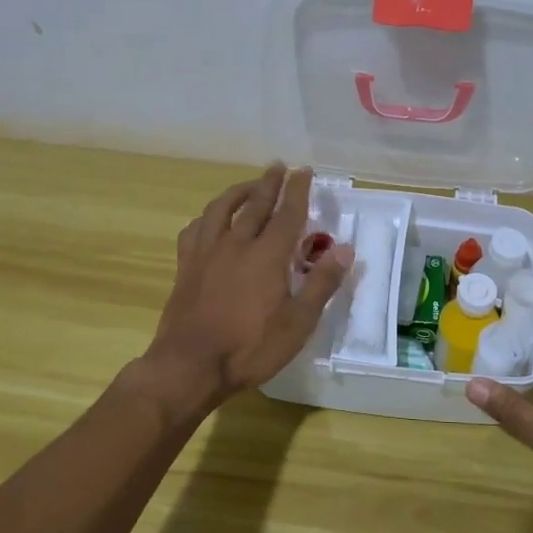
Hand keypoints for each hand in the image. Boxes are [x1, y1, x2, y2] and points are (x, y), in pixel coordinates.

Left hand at [141, 164, 353, 415]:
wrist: (189, 365)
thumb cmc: (250, 348)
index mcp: (267, 255)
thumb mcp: (298, 323)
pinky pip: (195, 230)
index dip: (298, 190)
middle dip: (268, 183)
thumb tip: (345, 248)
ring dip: (237, 192)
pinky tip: (209, 220)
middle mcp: (236, 244)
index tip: (304, 170)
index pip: (287, 213)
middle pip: (254, 204)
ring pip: (221, 209)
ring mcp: (206, 253)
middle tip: (277, 166)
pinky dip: (206, 217)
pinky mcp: (186, 266)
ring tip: (248, 185)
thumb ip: (322, 283)